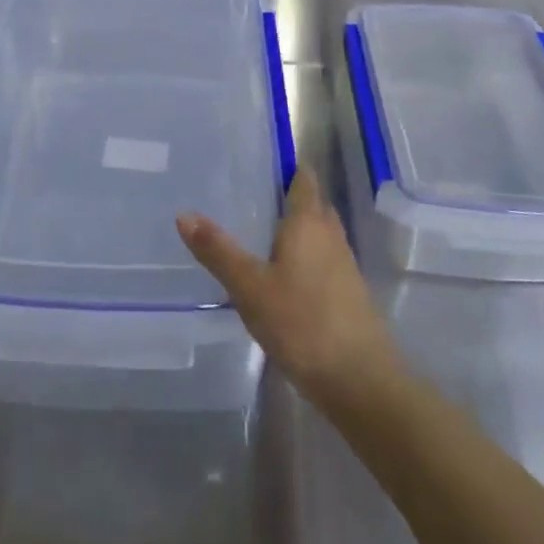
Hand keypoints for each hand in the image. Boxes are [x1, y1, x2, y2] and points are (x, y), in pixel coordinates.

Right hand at [177, 169, 404, 413]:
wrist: (360, 381)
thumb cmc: (302, 323)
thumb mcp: (249, 287)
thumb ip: (218, 251)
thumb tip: (183, 213)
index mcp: (308, 223)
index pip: (305, 180)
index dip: (290, 168)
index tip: (264, 162)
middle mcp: (331, 236)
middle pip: (315, 205)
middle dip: (292, 197)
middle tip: (256, 195)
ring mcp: (345, 266)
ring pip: (321, 234)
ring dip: (300, 229)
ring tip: (264, 232)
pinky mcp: (350, 295)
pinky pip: (325, 260)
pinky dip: (307, 257)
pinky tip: (285, 275)